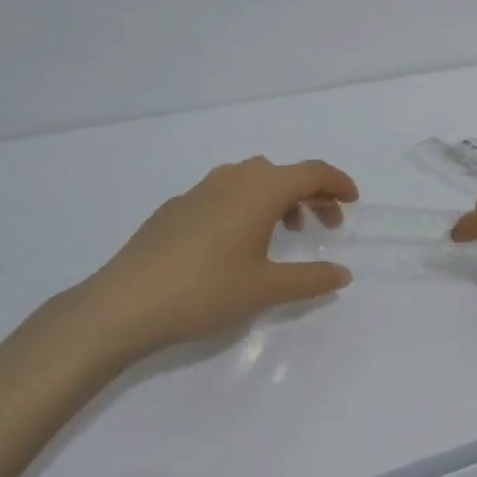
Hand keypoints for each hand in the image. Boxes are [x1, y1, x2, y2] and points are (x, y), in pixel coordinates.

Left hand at [77, 157, 357, 360]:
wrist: (123, 304)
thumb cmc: (205, 290)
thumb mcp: (266, 289)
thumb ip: (310, 279)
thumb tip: (342, 274)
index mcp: (262, 188)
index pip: (312, 172)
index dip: (338, 183)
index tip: (353, 201)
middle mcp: (234, 177)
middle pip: (284, 174)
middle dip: (311, 194)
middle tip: (325, 225)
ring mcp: (201, 189)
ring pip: (252, 180)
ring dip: (277, 198)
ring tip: (283, 232)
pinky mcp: (176, 206)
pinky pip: (224, 193)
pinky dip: (245, 206)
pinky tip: (235, 242)